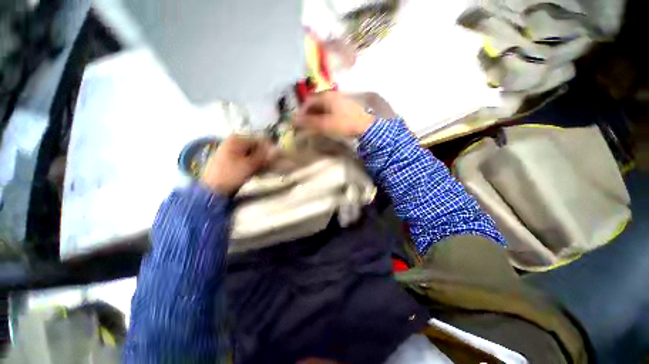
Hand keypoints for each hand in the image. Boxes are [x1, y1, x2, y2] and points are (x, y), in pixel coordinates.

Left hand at [201, 136, 273, 194]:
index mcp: (237, 139)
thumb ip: (263, 156)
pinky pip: (245, 157)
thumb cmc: (231, 174)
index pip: (260, 140)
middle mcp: (233, 141)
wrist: (212, 188)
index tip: (277, 158)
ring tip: (263, 168)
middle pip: (255, 146)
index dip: (269, 149)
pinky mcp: (229, 158)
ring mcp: (230, 149)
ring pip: (250, 152)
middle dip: (264, 154)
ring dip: (258, 159)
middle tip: (271, 164)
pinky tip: (255, 169)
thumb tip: (277, 149)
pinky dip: (251, 162)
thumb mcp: (249, 165)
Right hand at [295, 91, 374, 136]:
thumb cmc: (343, 124)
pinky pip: (329, 108)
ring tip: (315, 126)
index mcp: (326, 95)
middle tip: (306, 125)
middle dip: (309, 114)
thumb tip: (293, 120)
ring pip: (322, 106)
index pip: (308, 101)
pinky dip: (324, 115)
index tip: (299, 123)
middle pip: (315, 102)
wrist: (365, 126)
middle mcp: (331, 94)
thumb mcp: (324, 124)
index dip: (301, 112)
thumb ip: (308, 122)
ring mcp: (339, 99)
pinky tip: (325, 123)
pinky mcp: (344, 105)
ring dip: (316, 115)